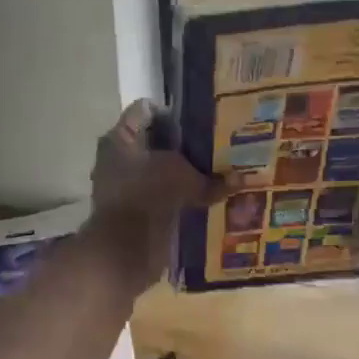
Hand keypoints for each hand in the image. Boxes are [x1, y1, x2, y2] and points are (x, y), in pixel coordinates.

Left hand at [86, 100, 220, 294]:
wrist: (125, 249)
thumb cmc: (148, 195)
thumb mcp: (184, 177)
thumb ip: (211, 178)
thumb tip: (241, 180)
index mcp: (120, 138)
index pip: (146, 110)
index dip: (173, 111)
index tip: (202, 117)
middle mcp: (118, 159)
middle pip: (154, 142)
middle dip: (183, 145)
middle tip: (217, 144)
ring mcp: (125, 187)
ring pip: (160, 172)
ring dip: (184, 174)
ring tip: (219, 171)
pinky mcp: (135, 212)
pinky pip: (162, 197)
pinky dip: (180, 198)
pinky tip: (209, 198)